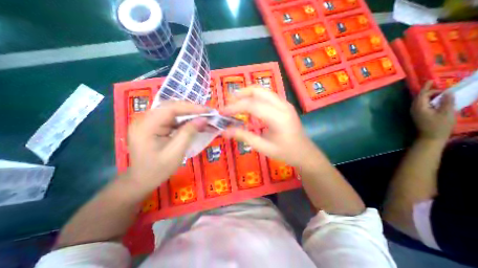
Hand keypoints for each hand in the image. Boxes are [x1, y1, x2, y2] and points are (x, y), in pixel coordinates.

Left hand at [127, 101, 206, 189]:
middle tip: (208, 113)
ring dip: (190, 115)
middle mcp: (145, 119)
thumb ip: (189, 132)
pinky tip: (195, 124)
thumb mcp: (176, 152)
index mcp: (146, 125)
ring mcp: (149, 121)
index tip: (208, 111)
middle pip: (172, 107)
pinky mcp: (154, 126)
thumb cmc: (158, 169)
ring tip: (204, 118)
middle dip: (192, 109)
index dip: (191, 107)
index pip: (171, 108)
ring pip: (173, 112)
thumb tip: (203, 119)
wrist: (141, 180)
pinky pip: (172, 119)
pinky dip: (185, 121)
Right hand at [222, 85, 318, 167]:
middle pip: (258, 91)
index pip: (252, 105)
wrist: (305, 152)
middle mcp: (282, 105)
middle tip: (228, 102)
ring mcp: (285, 103)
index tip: (223, 112)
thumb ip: (244, 137)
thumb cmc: (286, 152)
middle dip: (241, 94)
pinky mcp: (284, 105)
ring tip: (234, 101)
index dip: (235, 107)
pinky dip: (255, 97)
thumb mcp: (263, 148)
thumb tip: (225, 132)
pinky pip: (267, 95)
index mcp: (278, 118)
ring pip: (263, 91)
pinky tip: (248, 104)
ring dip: (247, 93)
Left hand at [411, 81, 454, 140]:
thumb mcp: (446, 112)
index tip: (432, 81)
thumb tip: (447, 92)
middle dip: (429, 91)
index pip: (422, 95)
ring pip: (421, 101)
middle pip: (420, 97)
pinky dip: (429, 100)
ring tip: (441, 92)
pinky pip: (423, 105)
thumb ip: (446, 102)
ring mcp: (415, 112)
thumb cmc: (439, 125)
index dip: (427, 88)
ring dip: (430, 96)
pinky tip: (438, 100)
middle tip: (442, 88)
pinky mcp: (418, 115)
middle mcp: (414, 109)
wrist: (430, 137)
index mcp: (419, 107)